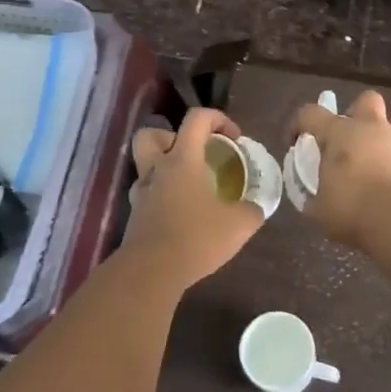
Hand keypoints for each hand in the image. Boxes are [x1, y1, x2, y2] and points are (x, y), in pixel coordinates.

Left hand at [120, 108, 263, 284]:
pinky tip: (180, 214)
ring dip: (164, 167)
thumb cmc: (196, 238)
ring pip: (145, 165)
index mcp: (183, 160)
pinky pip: (147, 194)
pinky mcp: (135, 216)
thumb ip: (251, 210)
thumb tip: (255, 207)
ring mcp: (142, 193)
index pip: (196, 119)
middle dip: (172, 137)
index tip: (234, 138)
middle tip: (194, 154)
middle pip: (151, 134)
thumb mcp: (239, 225)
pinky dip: (162, 196)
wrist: (151, 272)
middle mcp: (157, 169)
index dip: (218, 118)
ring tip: (188, 185)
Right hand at [289, 89, 390, 247]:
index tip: (295, 143)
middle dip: (357, 113)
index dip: (298, 124)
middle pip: (367, 100)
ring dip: (384, 136)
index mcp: (340, 132)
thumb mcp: (318, 209)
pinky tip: (390, 186)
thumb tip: (313, 198)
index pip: (310, 113)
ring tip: (374, 160)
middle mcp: (371, 129)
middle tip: (348, 139)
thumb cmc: (351, 209)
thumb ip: (313, 197)